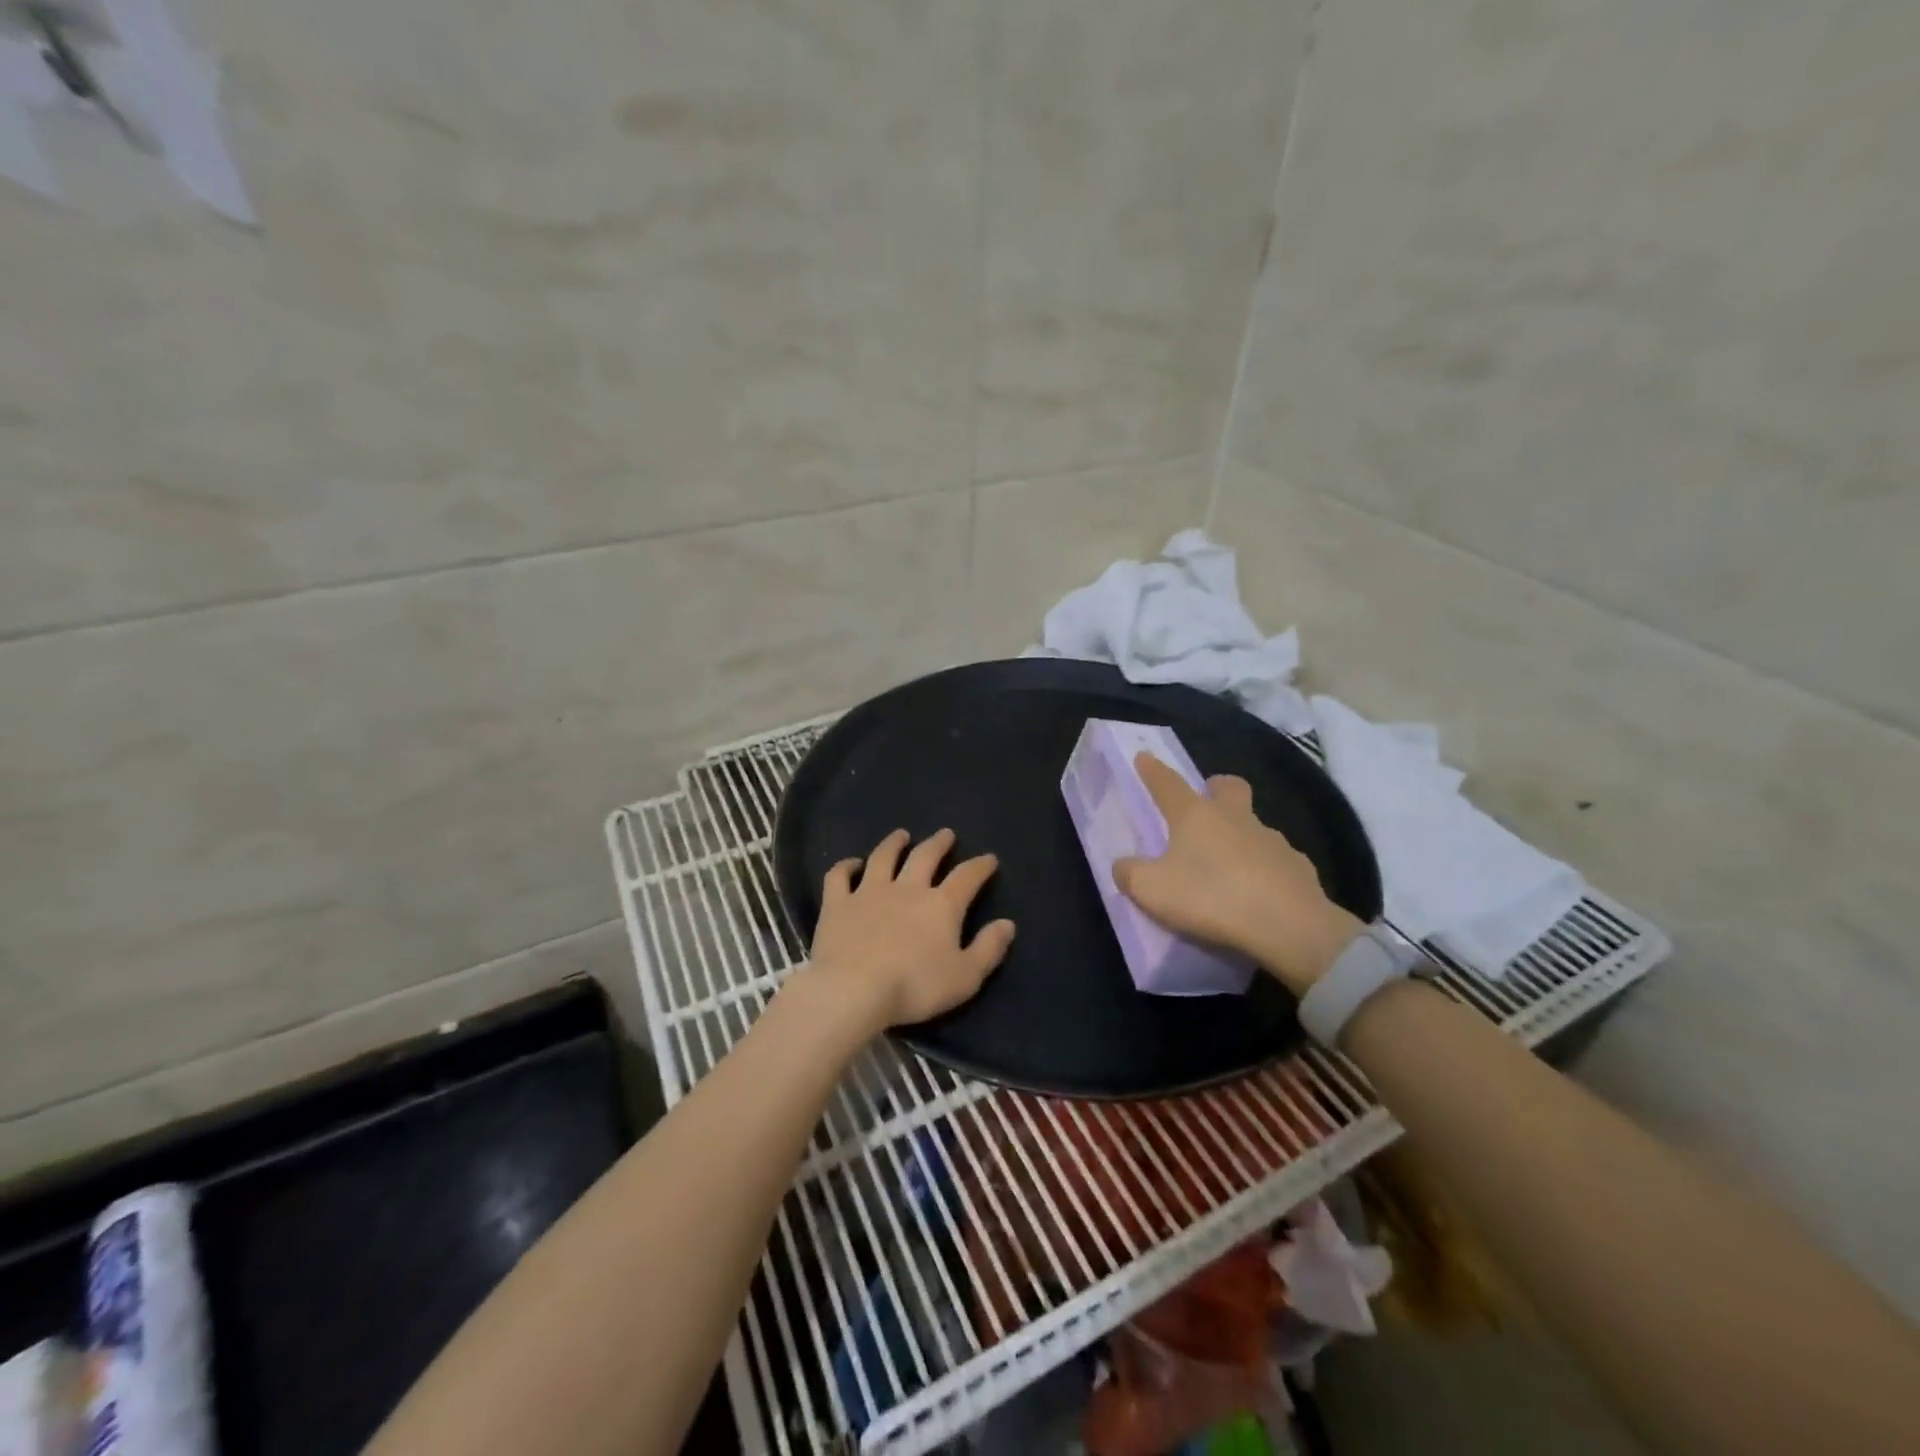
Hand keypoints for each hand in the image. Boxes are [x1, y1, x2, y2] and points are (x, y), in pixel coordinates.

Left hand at [804, 828, 1015, 1034]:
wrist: (853, 990)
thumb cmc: (914, 987)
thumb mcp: (965, 977)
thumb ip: (988, 949)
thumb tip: (1007, 923)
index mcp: (941, 905)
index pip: (967, 876)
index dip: (980, 866)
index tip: (989, 859)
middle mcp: (907, 888)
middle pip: (925, 856)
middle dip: (938, 844)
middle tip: (946, 834)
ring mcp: (869, 892)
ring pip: (883, 857)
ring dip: (894, 843)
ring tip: (901, 835)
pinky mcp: (838, 903)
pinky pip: (840, 876)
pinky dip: (845, 866)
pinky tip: (851, 864)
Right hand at [1114, 753, 1362, 996]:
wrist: (1289, 926)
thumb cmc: (1210, 897)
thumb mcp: (1152, 890)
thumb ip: (1130, 873)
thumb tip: (1124, 865)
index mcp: (1196, 815)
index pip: (1168, 784)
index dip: (1153, 771)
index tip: (1144, 757)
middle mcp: (1235, 818)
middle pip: (1228, 787)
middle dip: (1216, 788)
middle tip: (1205, 803)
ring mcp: (1272, 839)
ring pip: (1254, 825)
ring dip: (1240, 835)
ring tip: (1228, 866)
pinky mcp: (1298, 867)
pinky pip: (1276, 860)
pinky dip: (1264, 869)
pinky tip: (1258, 892)